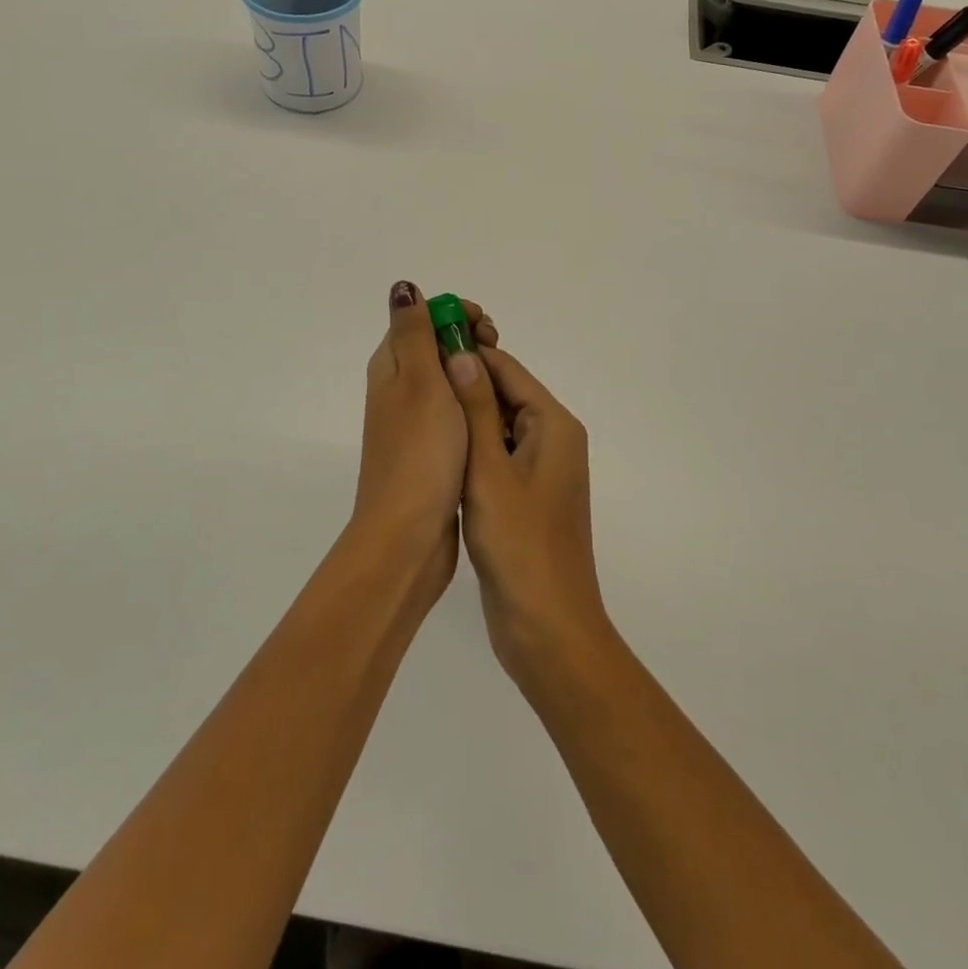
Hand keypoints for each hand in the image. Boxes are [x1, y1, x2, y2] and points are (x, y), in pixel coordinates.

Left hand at [353, 281, 498, 605]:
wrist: (408, 535)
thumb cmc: (420, 453)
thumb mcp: (420, 382)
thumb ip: (414, 333)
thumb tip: (403, 287)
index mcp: (391, 368)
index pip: (420, 319)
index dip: (453, 314)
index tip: (485, 329)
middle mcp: (398, 389)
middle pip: (434, 347)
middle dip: (468, 340)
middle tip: (496, 351)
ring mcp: (414, 421)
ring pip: (447, 380)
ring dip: (474, 370)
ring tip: (502, 382)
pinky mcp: (430, 449)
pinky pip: (454, 410)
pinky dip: (474, 402)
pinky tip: (494, 413)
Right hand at [444, 342, 608, 695]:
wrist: (547, 628)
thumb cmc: (519, 544)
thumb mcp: (489, 470)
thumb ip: (475, 409)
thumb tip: (461, 353)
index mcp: (553, 425)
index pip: (507, 369)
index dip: (469, 351)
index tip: (427, 340)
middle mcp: (552, 440)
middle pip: (505, 395)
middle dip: (464, 383)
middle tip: (414, 374)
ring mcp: (540, 472)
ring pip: (498, 428)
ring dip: (465, 417)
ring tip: (418, 406)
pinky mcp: (525, 499)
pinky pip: (496, 458)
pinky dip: (471, 450)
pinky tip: (438, 452)